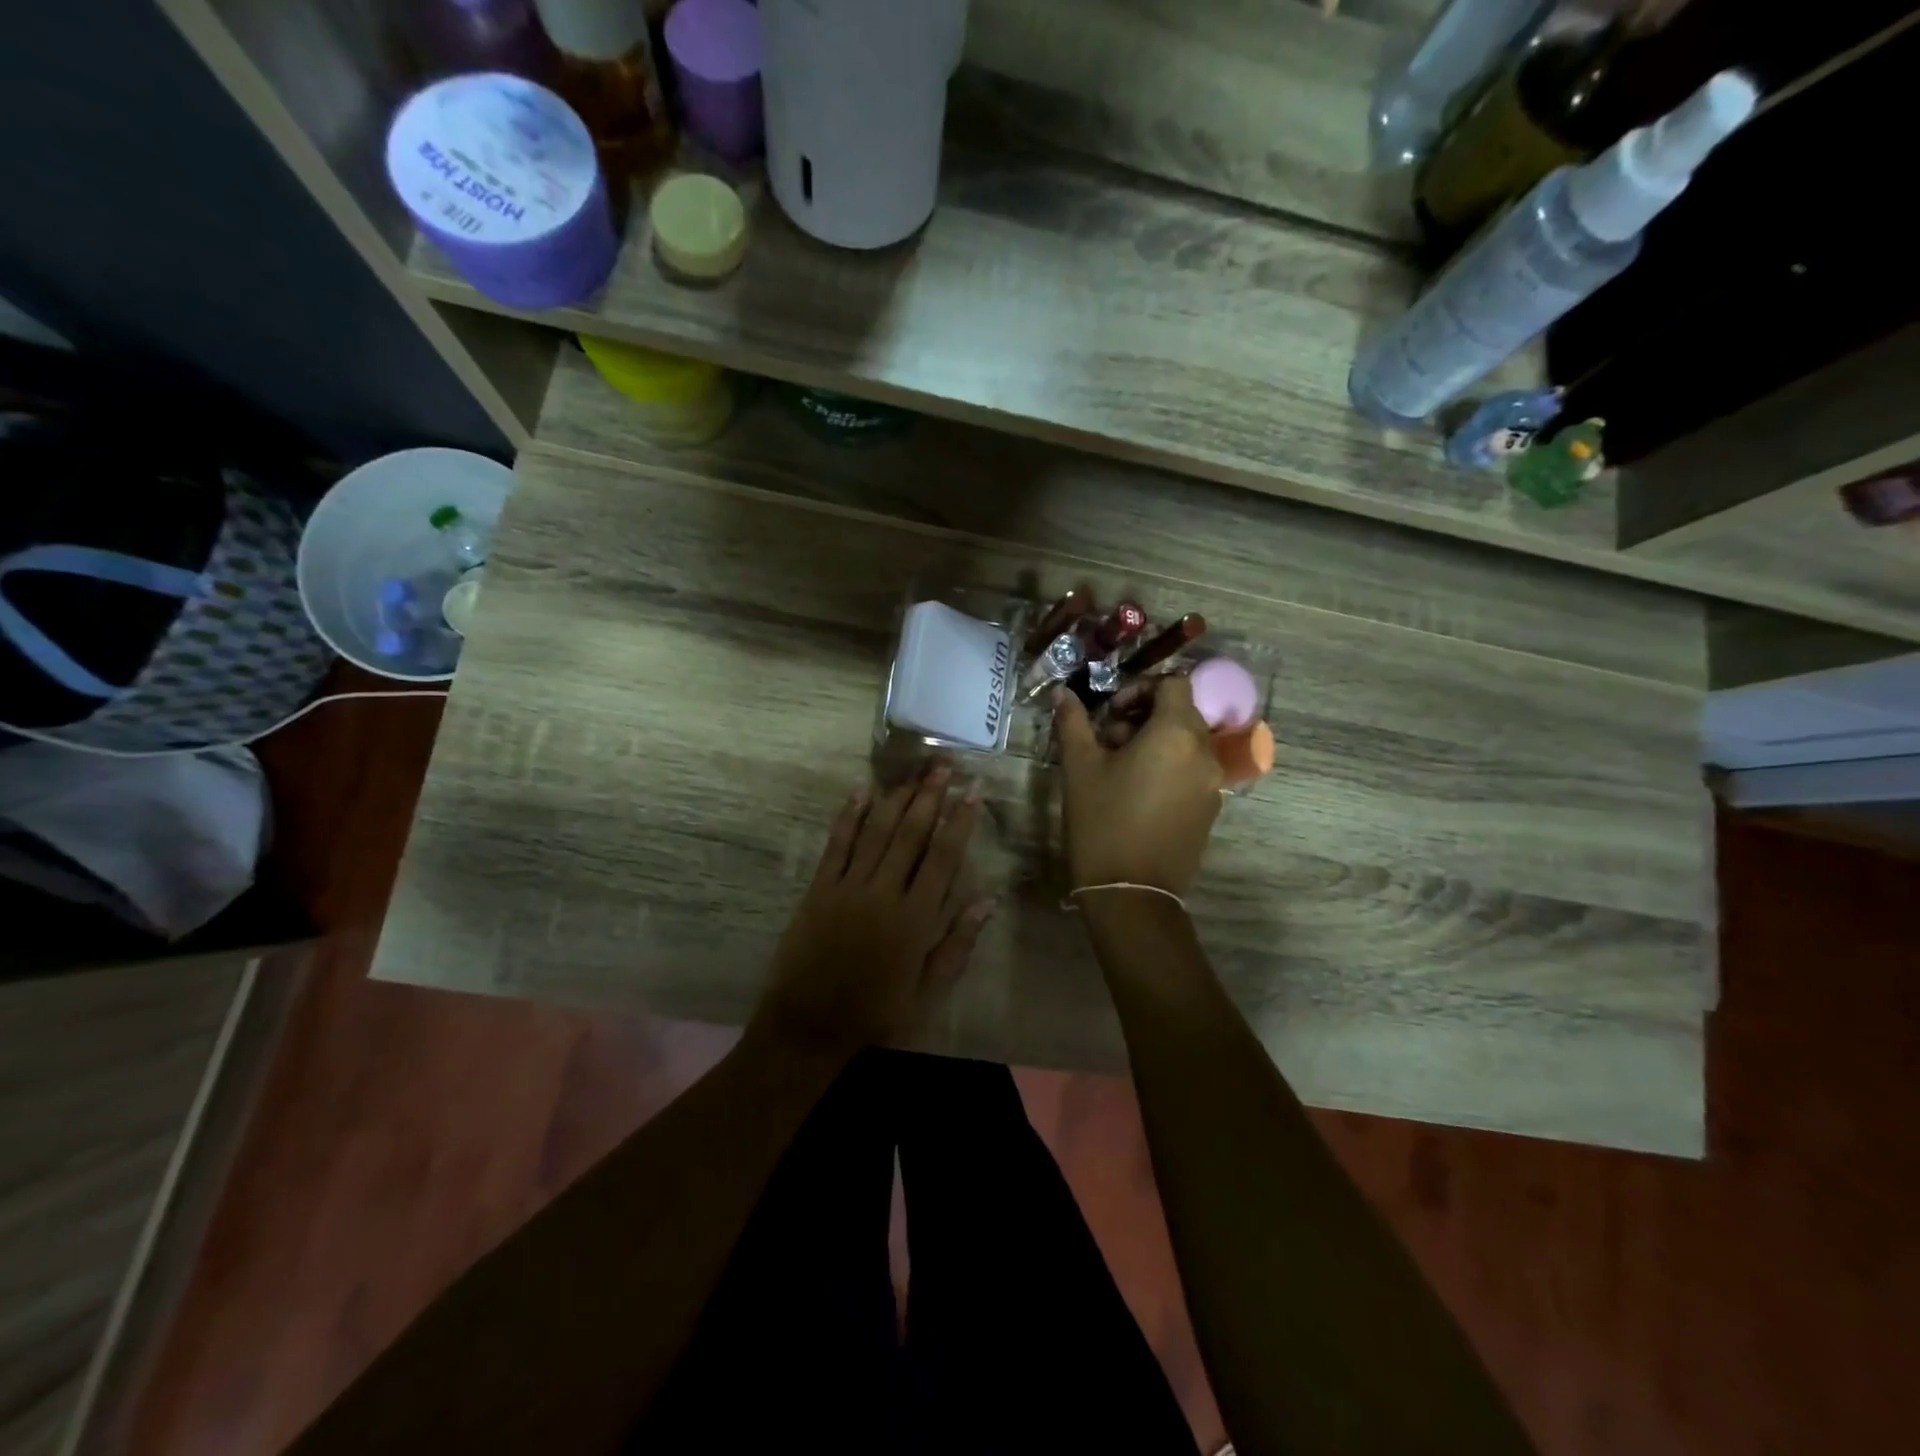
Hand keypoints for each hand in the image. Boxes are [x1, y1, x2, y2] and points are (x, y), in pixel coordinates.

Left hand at [752, 765, 992, 1059]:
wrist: (809, 1025)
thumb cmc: (876, 1012)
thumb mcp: (928, 992)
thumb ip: (957, 945)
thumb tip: (988, 902)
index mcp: (915, 919)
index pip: (943, 858)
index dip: (959, 822)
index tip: (972, 792)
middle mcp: (884, 893)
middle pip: (911, 835)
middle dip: (930, 797)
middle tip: (944, 765)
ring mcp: (848, 888)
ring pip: (877, 833)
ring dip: (896, 799)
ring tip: (913, 772)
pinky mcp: (819, 889)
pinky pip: (837, 845)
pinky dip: (849, 817)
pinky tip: (861, 791)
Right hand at [1052, 677, 1223, 895]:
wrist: (1131, 892)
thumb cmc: (1102, 821)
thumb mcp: (1080, 767)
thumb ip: (1074, 723)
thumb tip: (1063, 693)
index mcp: (1176, 733)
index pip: (1174, 683)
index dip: (1141, 688)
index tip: (1111, 713)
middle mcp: (1204, 752)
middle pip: (1181, 712)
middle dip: (1145, 716)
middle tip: (1108, 739)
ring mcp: (1212, 783)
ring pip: (1187, 742)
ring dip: (1156, 741)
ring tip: (1120, 767)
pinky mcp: (1210, 809)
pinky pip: (1192, 770)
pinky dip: (1169, 766)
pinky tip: (1137, 791)